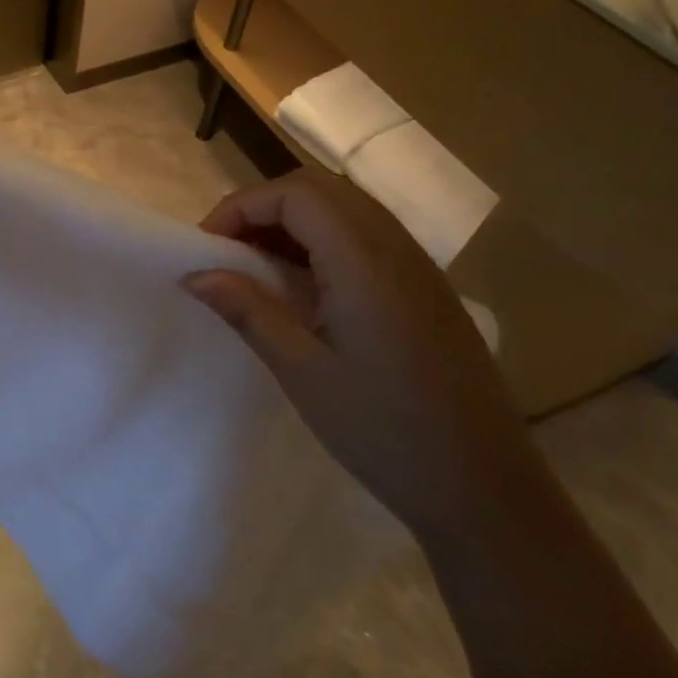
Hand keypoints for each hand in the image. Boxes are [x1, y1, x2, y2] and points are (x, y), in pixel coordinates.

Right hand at [183, 168, 542, 545]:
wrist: (483, 488)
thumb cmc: (383, 430)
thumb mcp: (301, 370)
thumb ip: (247, 310)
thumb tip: (194, 274)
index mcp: (365, 262)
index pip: (296, 193)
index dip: (242, 206)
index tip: (206, 247)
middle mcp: (396, 248)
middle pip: (320, 189)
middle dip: (263, 207)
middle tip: (227, 251)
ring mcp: (417, 266)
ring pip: (345, 209)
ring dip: (292, 222)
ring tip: (255, 266)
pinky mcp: (425, 289)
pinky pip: (365, 236)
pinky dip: (321, 241)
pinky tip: (302, 286)